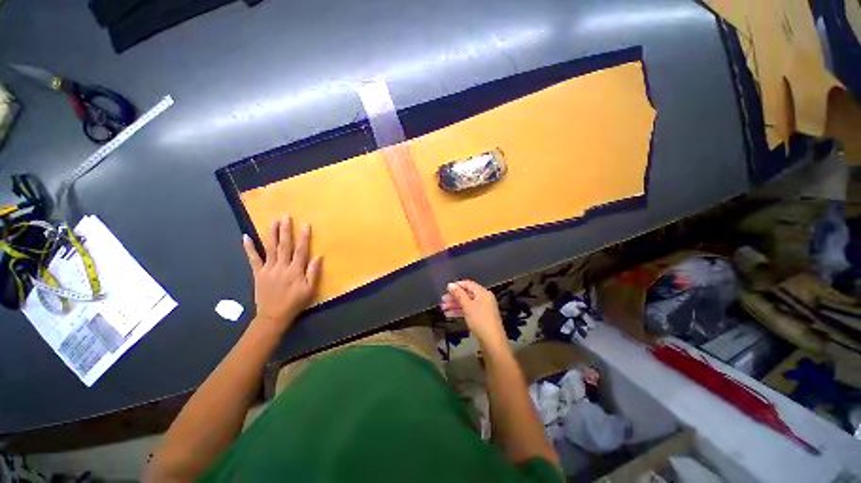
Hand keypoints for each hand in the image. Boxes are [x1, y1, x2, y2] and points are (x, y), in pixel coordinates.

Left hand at [242, 216, 322, 334]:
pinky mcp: (258, 273)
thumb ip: (314, 272)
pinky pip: (253, 259)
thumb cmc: (295, 302)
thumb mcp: (310, 289)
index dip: (304, 237)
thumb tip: (319, 256)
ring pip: (270, 248)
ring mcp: (268, 269)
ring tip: (273, 221)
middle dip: (285, 231)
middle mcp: (282, 266)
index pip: (301, 250)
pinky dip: (249, 248)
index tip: (305, 225)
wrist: (273, 315)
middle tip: (285, 217)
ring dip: (271, 234)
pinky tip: (246, 237)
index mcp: (295, 270)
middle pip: (284, 245)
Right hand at [441, 280, 506, 348]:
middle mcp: (484, 298)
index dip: (457, 285)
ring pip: (466, 303)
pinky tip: (449, 314)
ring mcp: (482, 309)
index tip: (446, 289)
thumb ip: (458, 294)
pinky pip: (468, 311)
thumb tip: (450, 284)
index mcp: (483, 293)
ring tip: (443, 308)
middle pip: (467, 294)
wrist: (492, 342)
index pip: (468, 284)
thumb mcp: (467, 306)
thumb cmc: (480, 320)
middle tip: (442, 300)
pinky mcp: (480, 318)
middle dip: (454, 297)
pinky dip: (459, 311)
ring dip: (455, 305)